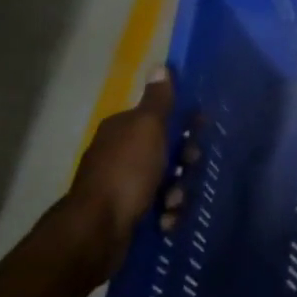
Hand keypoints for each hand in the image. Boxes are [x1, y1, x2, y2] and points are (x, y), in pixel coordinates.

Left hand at [60, 68, 198, 278]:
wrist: (97, 231)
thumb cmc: (126, 172)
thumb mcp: (147, 128)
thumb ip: (158, 100)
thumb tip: (160, 65)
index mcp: (123, 129)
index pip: (160, 118)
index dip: (183, 124)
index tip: (199, 133)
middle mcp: (120, 154)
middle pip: (167, 152)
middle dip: (183, 163)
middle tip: (187, 169)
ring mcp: (123, 186)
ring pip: (167, 182)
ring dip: (177, 193)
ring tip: (171, 204)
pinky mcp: (127, 215)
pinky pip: (159, 209)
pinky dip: (165, 215)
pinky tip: (163, 221)